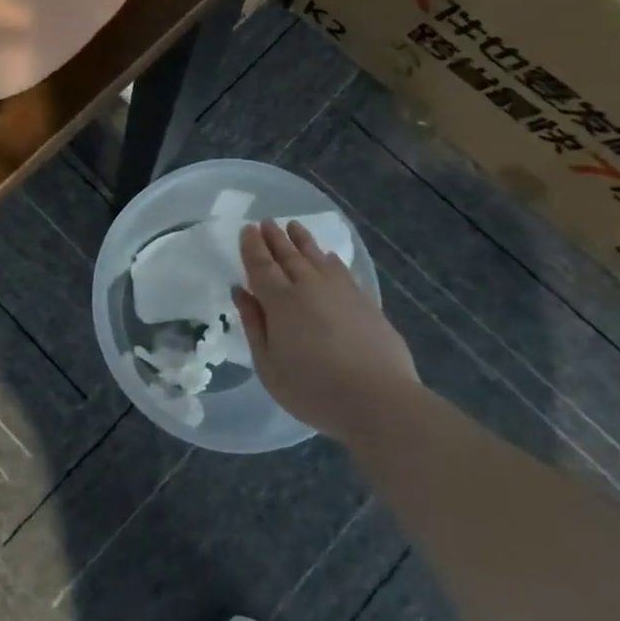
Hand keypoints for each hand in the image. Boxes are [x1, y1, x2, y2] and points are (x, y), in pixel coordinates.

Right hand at [235, 220, 419, 439]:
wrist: (377, 399)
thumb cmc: (312, 389)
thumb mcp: (268, 365)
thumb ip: (254, 325)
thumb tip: (242, 292)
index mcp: (280, 301)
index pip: (261, 264)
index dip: (252, 246)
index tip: (247, 229)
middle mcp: (309, 286)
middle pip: (288, 255)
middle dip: (275, 237)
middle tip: (266, 221)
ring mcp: (340, 291)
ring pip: (316, 256)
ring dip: (302, 240)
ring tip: (294, 226)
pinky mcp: (365, 302)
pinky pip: (342, 270)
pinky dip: (330, 260)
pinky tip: (329, 256)